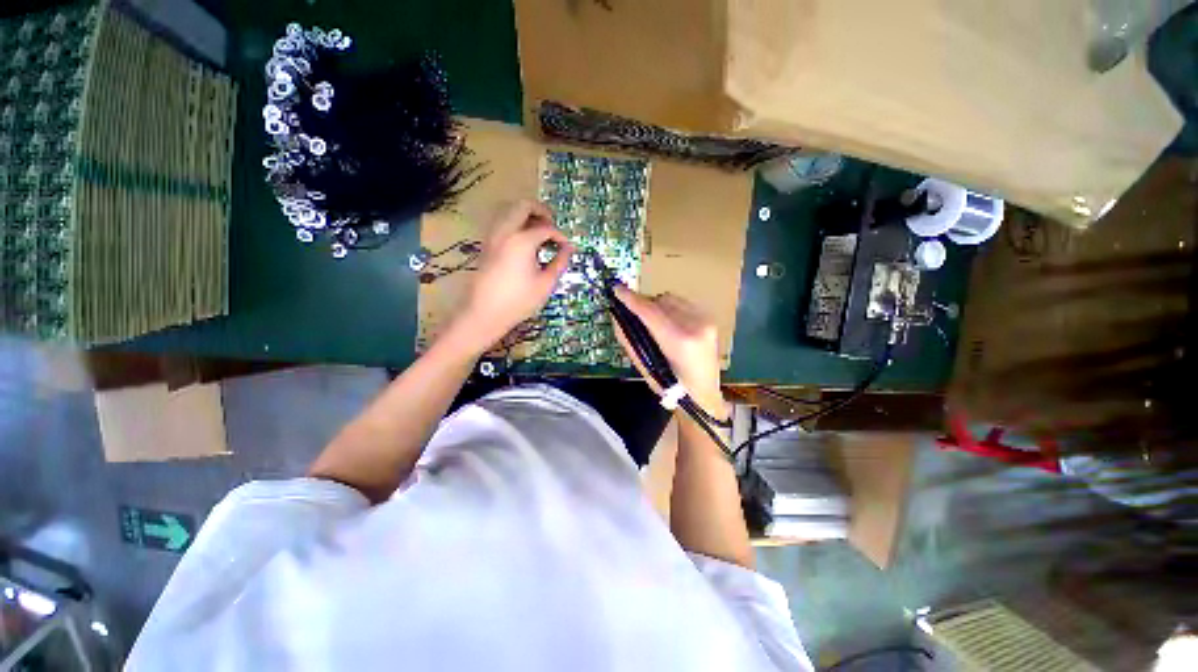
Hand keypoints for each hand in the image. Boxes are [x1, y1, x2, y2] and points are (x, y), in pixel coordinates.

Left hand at [452, 201, 572, 353]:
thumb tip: (569, 249)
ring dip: (527, 216)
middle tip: (553, 227)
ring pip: (509, 211)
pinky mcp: (487, 244)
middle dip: (541, 212)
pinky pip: (502, 223)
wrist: (485, 313)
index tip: (568, 248)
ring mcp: (493, 236)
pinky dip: (516, 224)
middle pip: (523, 206)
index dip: (560, 236)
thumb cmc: (519, 301)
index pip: (546, 228)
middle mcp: (505, 231)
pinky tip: (525, 243)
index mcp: (522, 240)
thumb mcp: (545, 284)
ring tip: (540, 234)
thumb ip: (559, 262)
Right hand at [611, 286, 725, 420]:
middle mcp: (696, 325)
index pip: (650, 312)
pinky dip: (669, 309)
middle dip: (643, 304)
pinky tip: (667, 323)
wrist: (704, 394)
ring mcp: (706, 320)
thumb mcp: (645, 368)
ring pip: (672, 299)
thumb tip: (616, 317)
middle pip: (661, 301)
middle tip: (633, 314)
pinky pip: (682, 304)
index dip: (631, 300)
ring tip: (651, 321)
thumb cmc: (671, 387)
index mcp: (680, 341)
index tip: (617, 290)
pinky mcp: (709, 319)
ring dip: (656, 306)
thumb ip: (630, 340)